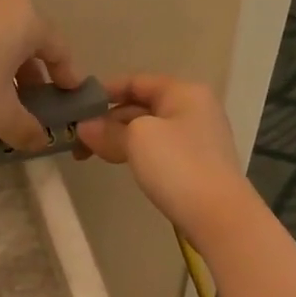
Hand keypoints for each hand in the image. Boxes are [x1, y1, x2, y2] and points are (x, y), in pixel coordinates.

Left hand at [0, 0, 82, 150]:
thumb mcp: (2, 117)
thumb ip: (28, 128)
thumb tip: (40, 140)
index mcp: (24, 18)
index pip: (58, 48)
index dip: (68, 76)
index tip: (70, 96)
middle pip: (27, 40)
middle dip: (34, 73)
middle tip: (35, 103)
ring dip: (5, 68)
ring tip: (2, 100)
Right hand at [76, 75, 255, 244]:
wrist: (218, 215)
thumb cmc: (177, 165)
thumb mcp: (137, 138)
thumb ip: (107, 130)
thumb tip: (84, 127)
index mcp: (183, 92)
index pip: (137, 81)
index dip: (105, 91)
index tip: (77, 107)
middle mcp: (194, 108)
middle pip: (142, 106)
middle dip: (108, 120)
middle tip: (78, 140)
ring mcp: (197, 138)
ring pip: (148, 130)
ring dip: (119, 139)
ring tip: (92, 155)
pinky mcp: (196, 164)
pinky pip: (159, 150)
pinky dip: (136, 153)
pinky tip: (121, 164)